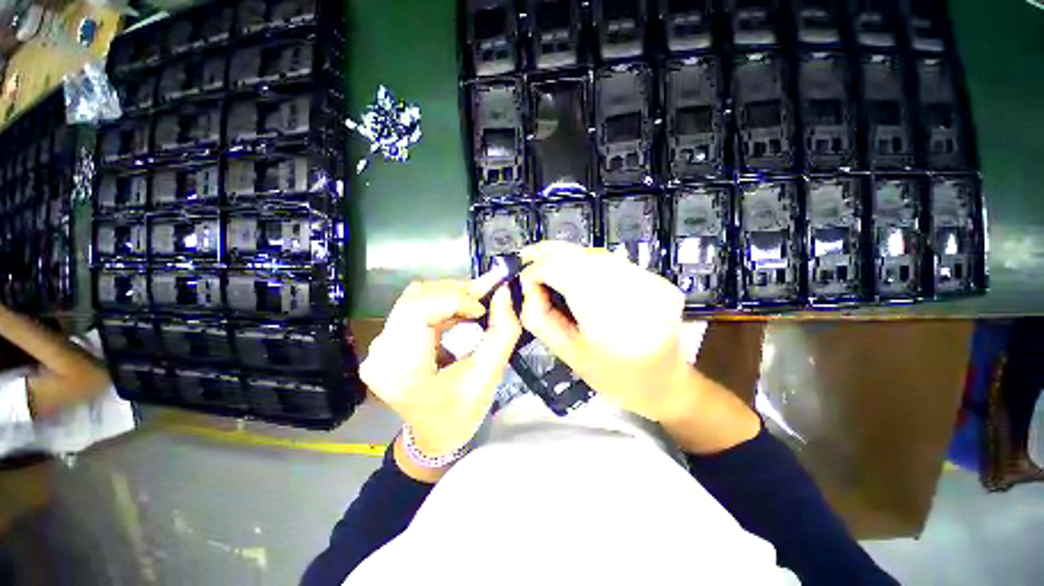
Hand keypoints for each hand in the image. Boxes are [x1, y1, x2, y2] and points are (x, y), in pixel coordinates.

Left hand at [360, 276, 520, 457]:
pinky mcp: (387, 340)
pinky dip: (442, 303)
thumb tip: (505, 292)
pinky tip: (461, 310)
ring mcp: (380, 345)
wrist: (434, 435)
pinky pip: (414, 306)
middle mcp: (381, 352)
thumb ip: (502, 332)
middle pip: (416, 297)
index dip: (454, 299)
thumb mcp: (487, 377)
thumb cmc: (460, 414)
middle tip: (485, 297)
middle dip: (455, 292)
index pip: (418, 309)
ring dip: (449, 295)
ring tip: (475, 304)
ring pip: (415, 297)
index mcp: (400, 368)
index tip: (482, 309)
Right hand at [517, 241, 690, 421]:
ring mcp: (650, 282)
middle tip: (528, 256)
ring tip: (549, 265)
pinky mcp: (656, 279)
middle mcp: (634, 292)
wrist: (663, 383)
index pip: (564, 274)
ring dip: (569, 256)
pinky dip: (589, 262)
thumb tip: (527, 286)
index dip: (538, 270)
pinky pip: (613, 262)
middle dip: (550, 253)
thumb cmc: (612, 377)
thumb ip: (540, 318)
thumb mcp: (567, 354)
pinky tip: (578, 273)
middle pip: (582, 257)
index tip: (523, 278)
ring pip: (597, 254)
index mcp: (609, 319)